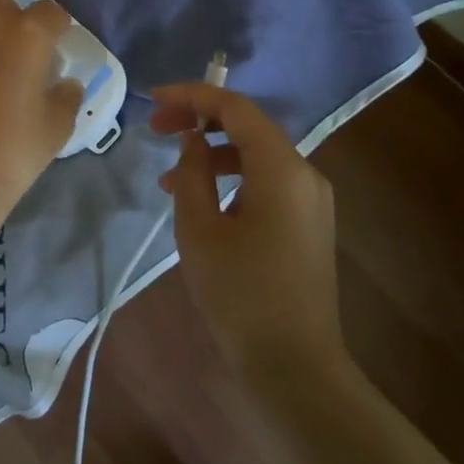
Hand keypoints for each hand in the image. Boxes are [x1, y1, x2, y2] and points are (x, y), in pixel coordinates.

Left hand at [0, 0, 83, 228]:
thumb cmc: (14, 148)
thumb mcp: (57, 125)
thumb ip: (67, 96)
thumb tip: (66, 83)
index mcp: (27, 34)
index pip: (49, 11)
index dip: (57, 26)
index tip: (57, 44)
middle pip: (2, 4)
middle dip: (12, 20)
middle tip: (18, 54)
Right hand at [150, 83, 347, 378]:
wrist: (292, 367)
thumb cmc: (240, 294)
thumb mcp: (199, 228)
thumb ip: (191, 172)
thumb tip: (193, 140)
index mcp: (281, 168)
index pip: (235, 107)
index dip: (192, 95)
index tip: (153, 99)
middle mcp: (305, 174)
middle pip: (248, 126)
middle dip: (200, 120)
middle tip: (156, 129)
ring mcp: (310, 201)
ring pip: (256, 154)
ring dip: (212, 152)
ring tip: (168, 175)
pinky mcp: (307, 224)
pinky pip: (266, 181)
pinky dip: (231, 177)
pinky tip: (201, 199)